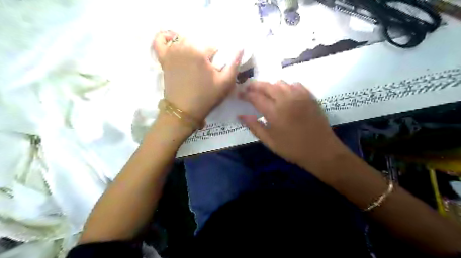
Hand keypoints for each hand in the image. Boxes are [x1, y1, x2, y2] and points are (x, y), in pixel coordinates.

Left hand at [153, 31, 244, 121]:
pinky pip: (159, 42)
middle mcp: (183, 46)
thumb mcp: (225, 83)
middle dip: (204, 54)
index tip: (215, 72)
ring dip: (190, 48)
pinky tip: (171, 40)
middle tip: (205, 70)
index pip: (213, 48)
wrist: (184, 111)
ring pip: (183, 41)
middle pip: (199, 43)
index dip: (217, 60)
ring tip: (194, 63)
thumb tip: (240, 48)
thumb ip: (234, 64)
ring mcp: (171, 52)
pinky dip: (164, 38)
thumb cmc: (206, 97)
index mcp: (199, 51)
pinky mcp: (163, 59)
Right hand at [237, 81, 349, 173]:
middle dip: (255, 85)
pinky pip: (295, 84)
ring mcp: (300, 96)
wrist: (321, 151)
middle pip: (267, 85)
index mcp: (274, 112)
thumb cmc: (293, 149)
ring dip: (270, 85)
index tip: (239, 94)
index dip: (245, 94)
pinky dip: (286, 86)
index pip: (255, 97)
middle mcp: (286, 99)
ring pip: (281, 82)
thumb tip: (240, 115)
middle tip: (248, 88)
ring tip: (265, 91)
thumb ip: (254, 127)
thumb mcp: (270, 141)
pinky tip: (284, 93)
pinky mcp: (310, 96)